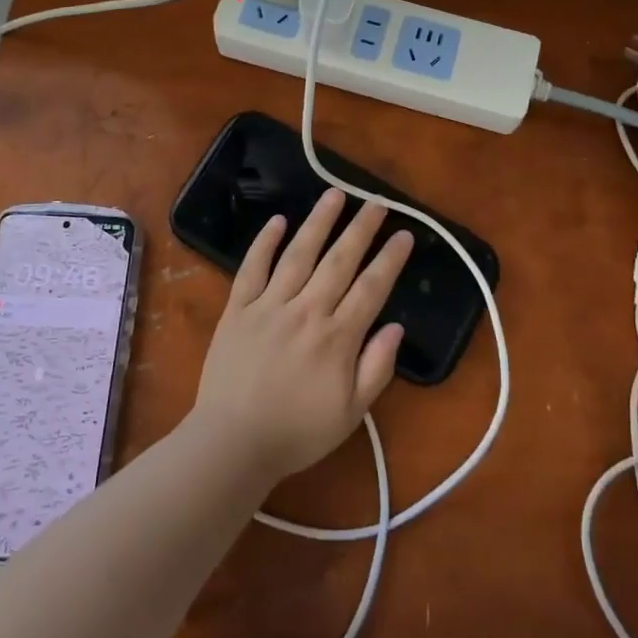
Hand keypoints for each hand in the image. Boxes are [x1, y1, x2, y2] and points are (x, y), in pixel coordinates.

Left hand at [189, 189, 413, 484]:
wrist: (232, 443)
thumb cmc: (297, 432)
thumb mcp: (351, 414)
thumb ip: (376, 368)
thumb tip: (396, 327)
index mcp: (337, 338)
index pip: (371, 287)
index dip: (390, 258)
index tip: (404, 234)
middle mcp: (306, 311)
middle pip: (339, 260)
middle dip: (361, 228)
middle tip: (377, 201)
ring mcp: (269, 306)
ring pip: (298, 254)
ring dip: (318, 222)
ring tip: (334, 194)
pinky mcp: (238, 309)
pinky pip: (252, 268)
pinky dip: (264, 242)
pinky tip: (278, 220)